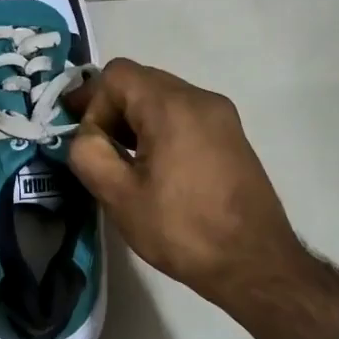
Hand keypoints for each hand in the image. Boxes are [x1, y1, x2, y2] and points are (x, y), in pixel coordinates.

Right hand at [66, 59, 299, 317]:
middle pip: (141, 81)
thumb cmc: (182, 229)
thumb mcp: (119, 196)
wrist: (255, 263)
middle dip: (110, 108)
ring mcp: (222, 116)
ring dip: (134, 119)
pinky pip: (184, 115)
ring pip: (163, 97)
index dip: (91, 101)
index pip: (117, 74)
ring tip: (120, 158)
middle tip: (92, 145)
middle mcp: (201, 98)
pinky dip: (159, 128)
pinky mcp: (232, 136)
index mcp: (172, 106)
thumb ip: (89, 154)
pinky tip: (152, 166)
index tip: (83, 138)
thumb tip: (86, 136)